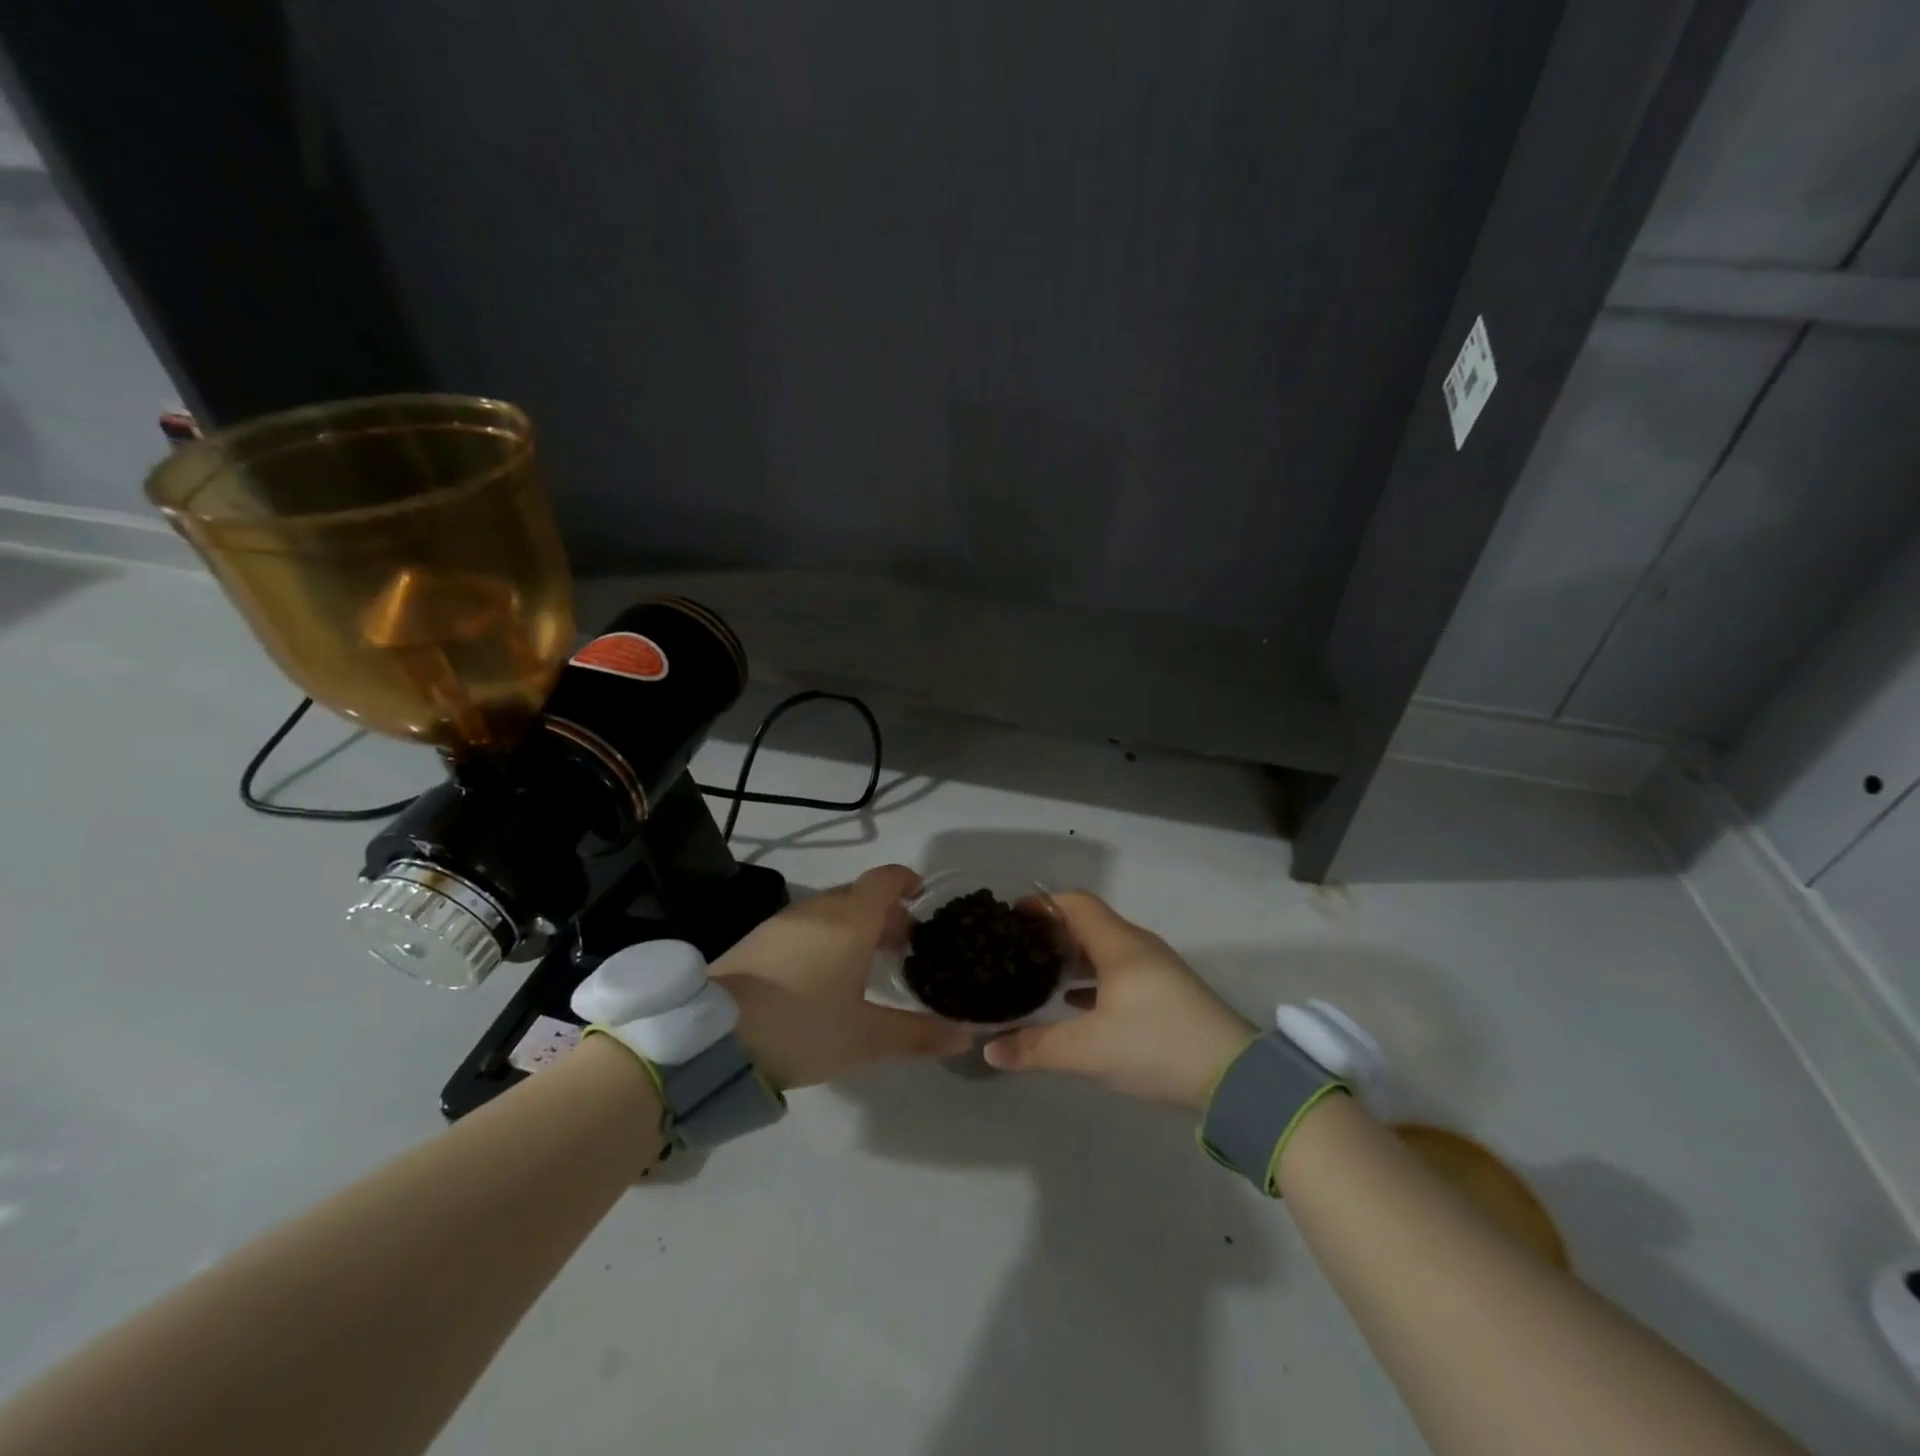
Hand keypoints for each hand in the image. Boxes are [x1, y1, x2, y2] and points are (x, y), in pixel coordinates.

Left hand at [712, 865, 973, 1089]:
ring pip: (831, 909)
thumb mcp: (865, 1038)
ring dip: (855, 924)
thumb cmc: (802, 1027)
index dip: (907, 881)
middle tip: (904, 944)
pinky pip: (805, 924)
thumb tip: (965, 1036)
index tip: (923, 896)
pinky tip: (824, 972)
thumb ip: (916, 1034)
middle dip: (885, 912)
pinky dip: (826, 935)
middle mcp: (818, 909)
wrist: (713, 1039)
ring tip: (867, 961)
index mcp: (850, 920)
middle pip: (860, 894)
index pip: (885, 880)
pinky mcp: (758, 939)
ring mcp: (783, 922)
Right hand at [983, 892, 1256, 1108]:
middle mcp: (1137, 947)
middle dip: (1052, 931)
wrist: (1234, 1077)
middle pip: (1088, 924)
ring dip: (1073, 957)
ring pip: (1104, 950)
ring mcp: (1156, 970)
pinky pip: (1120, 973)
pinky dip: (1093, 979)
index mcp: (1119, 945)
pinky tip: (1074, 1003)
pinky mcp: (1166, 994)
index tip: (1011, 916)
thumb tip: (990, 1050)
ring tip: (1039, 974)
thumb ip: (1037, 1048)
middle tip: (1017, 947)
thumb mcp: (1089, 1050)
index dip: (1042, 904)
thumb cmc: (1156, 1045)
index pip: (1075, 904)